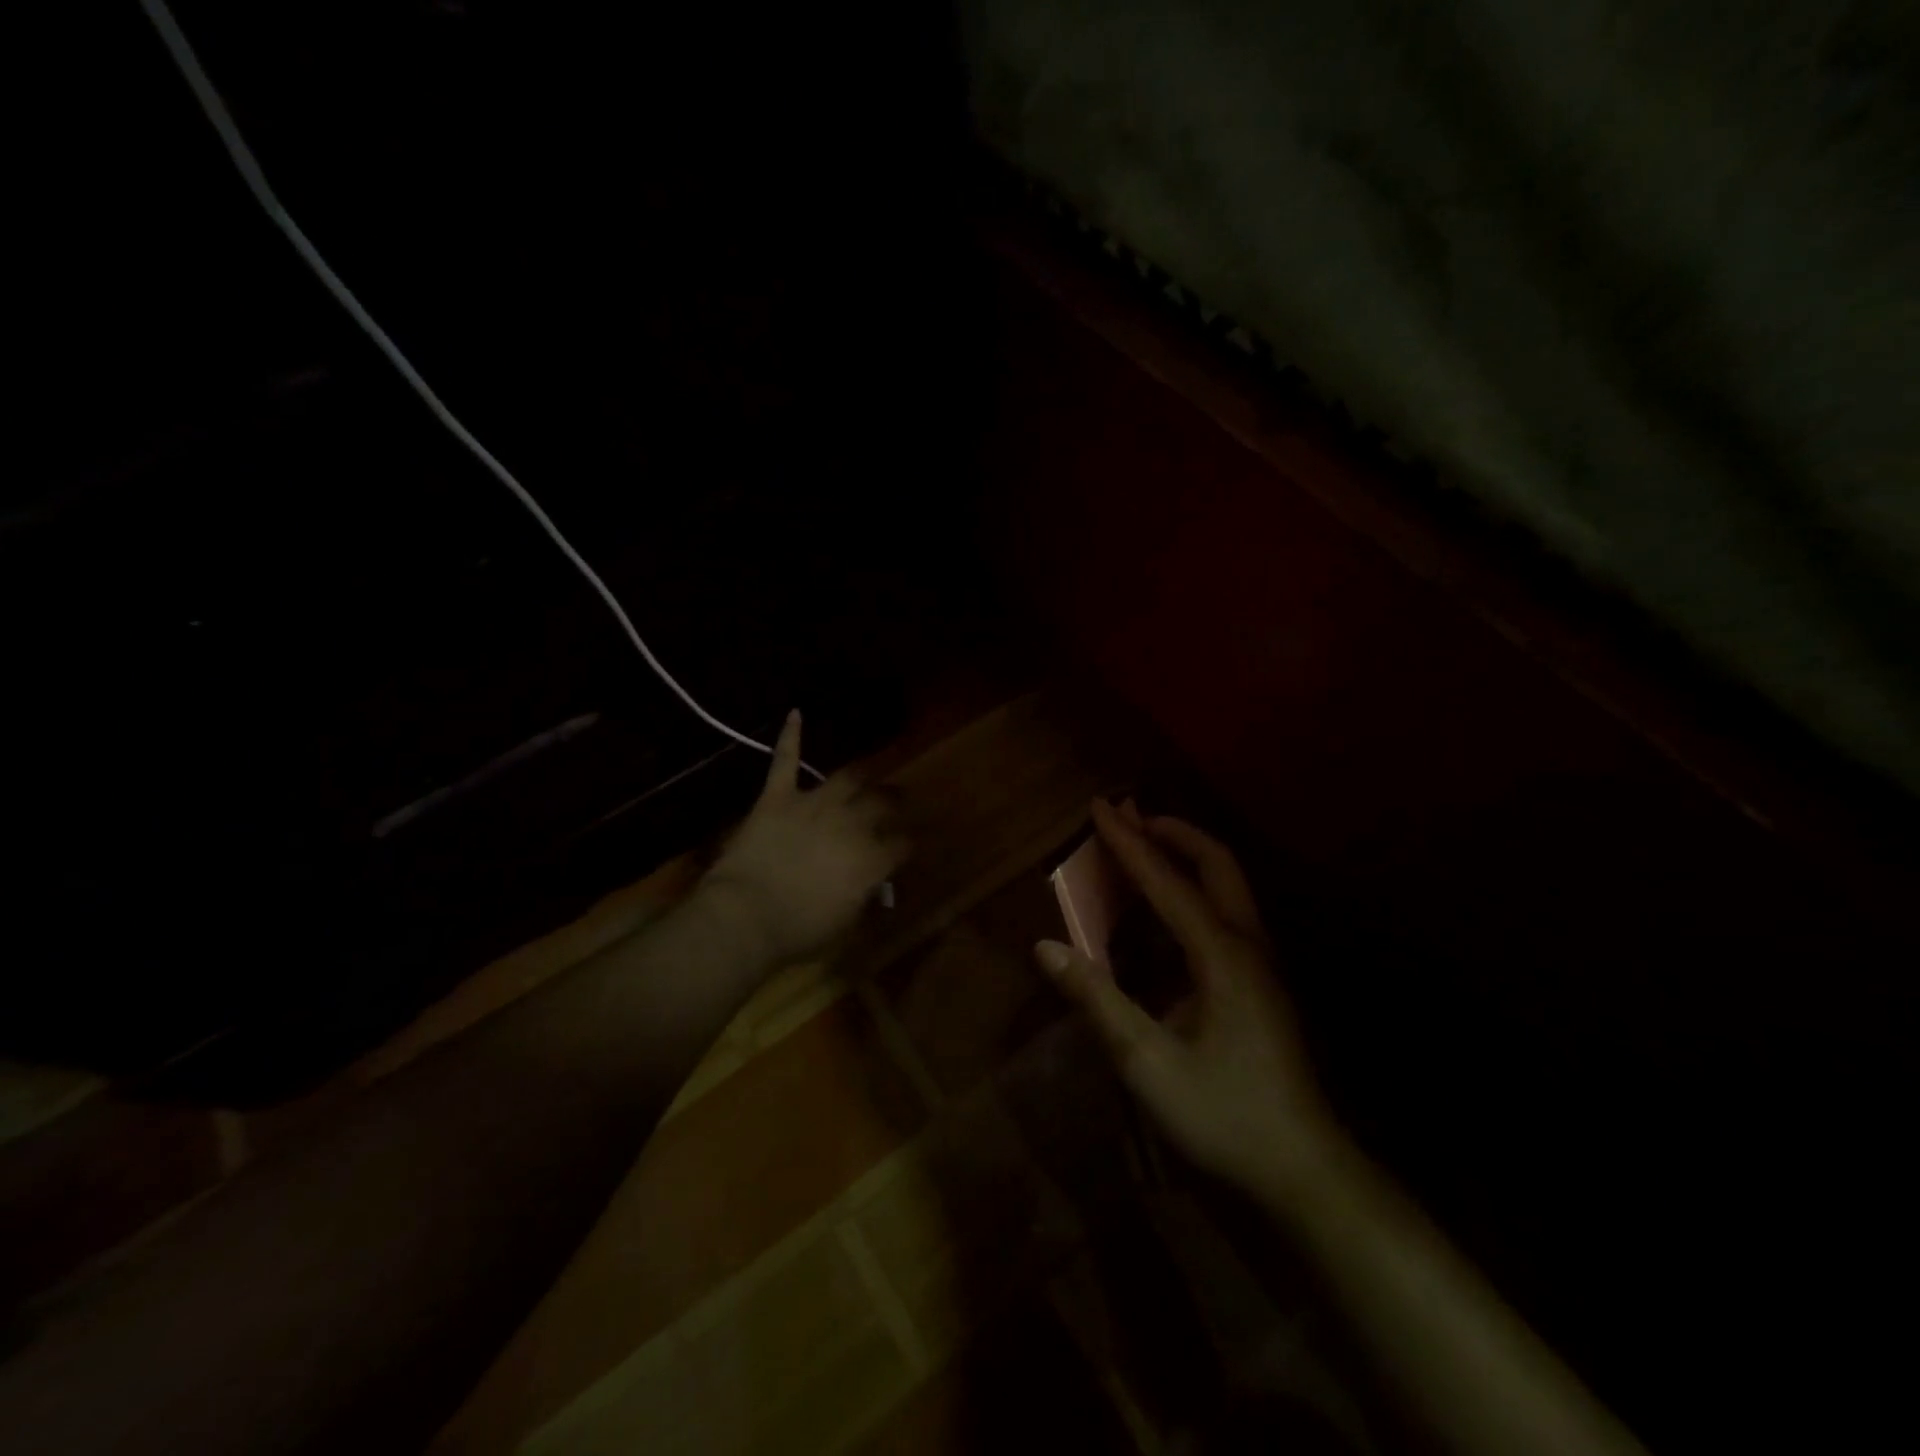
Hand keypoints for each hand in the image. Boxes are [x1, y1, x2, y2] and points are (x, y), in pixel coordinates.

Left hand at [701, 711, 905, 967]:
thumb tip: (872, 884)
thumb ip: (863, 896)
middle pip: (881, 803)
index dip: (907, 844)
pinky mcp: (778, 796)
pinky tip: (795, 713)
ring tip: (867, 773)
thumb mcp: (844, 922)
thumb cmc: (798, 930)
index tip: (908, 846)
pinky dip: (791, 736)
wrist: (746, 916)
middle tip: (897, 801)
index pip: (902, 843)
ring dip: (860, 775)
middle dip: (894, 801)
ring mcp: (813, 804)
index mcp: (871, 858)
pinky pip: (786, 760)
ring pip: (846, 778)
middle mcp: (851, 823)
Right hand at [1036, 799, 1338, 1196]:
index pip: (1166, 881)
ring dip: (1187, 857)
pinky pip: (1228, 913)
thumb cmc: (1224, 1114)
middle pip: (1216, 864)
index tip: (1100, 807)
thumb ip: (1096, 1000)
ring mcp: (1263, 964)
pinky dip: (1196, 890)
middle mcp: (1247, 945)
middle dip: (1173, 832)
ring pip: (1228, 886)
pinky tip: (1171, 914)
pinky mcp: (1264, 984)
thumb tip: (1045, 947)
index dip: (1127, 842)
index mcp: (1220, 955)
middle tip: (1132, 817)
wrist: (1305, 1172)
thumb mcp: (1147, 1062)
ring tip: (1148, 849)